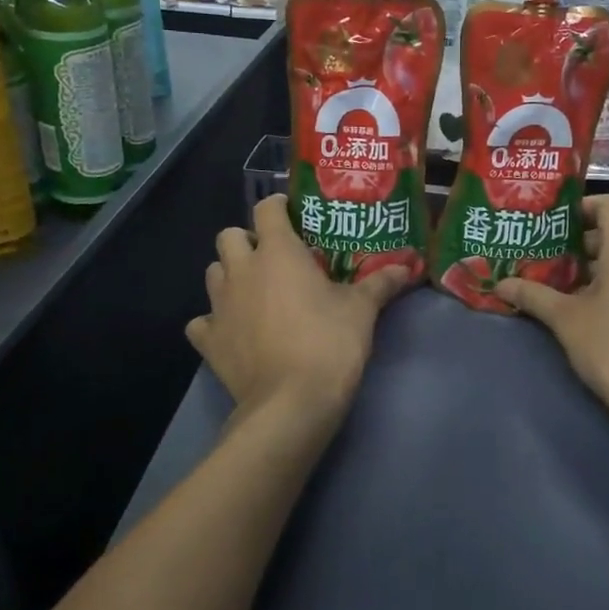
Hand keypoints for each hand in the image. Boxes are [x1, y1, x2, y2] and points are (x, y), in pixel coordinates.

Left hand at [187, 194, 413, 421]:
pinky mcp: (208, 340)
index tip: (294, 216)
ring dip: (230, 275)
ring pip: (213, 273)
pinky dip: (215, 322)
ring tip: (255, 292)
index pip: (267, 208)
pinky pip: (202, 321)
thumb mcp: (362, 310)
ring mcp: (219, 305)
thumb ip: (380, 283)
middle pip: (229, 235)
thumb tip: (406, 268)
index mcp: (277, 252)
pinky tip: (234, 331)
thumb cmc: (329, 343)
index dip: (279, 207)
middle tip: (273, 258)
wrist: (292, 402)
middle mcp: (241, 270)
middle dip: (248, 241)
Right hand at [494, 194, 608, 427]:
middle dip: (578, 246)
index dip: (579, 208)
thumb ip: (532, 295)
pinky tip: (589, 312)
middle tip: (543, 260)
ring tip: (559, 288)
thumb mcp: (565, 319)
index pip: (608, 205)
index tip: (550, 225)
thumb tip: (501, 284)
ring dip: (594, 271)